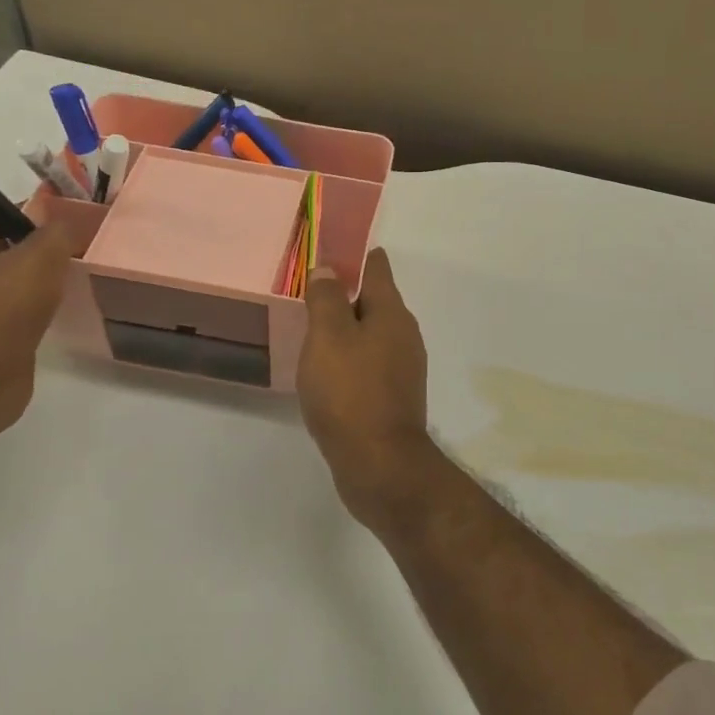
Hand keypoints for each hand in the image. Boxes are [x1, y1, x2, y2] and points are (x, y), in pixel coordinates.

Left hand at [0, 202, 72, 447]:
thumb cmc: (3, 308)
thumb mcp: (38, 256)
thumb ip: (57, 233)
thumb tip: (70, 219)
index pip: (9, 224)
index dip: (41, 217)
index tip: (78, 219)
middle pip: (19, 260)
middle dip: (51, 256)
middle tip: (90, 254)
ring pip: (27, 293)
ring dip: (52, 290)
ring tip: (87, 286)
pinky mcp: (5, 349)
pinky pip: (33, 324)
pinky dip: (51, 319)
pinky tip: (72, 320)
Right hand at [298, 248, 434, 532]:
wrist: (379, 464)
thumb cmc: (350, 392)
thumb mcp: (328, 337)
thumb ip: (327, 299)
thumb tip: (329, 268)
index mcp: (392, 313)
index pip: (376, 268)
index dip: (355, 255)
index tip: (330, 249)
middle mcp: (404, 335)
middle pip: (374, 301)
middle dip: (346, 293)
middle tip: (310, 290)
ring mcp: (402, 368)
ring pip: (371, 334)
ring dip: (347, 328)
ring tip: (313, 327)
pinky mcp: (393, 397)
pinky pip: (368, 363)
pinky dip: (349, 357)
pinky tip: (327, 369)